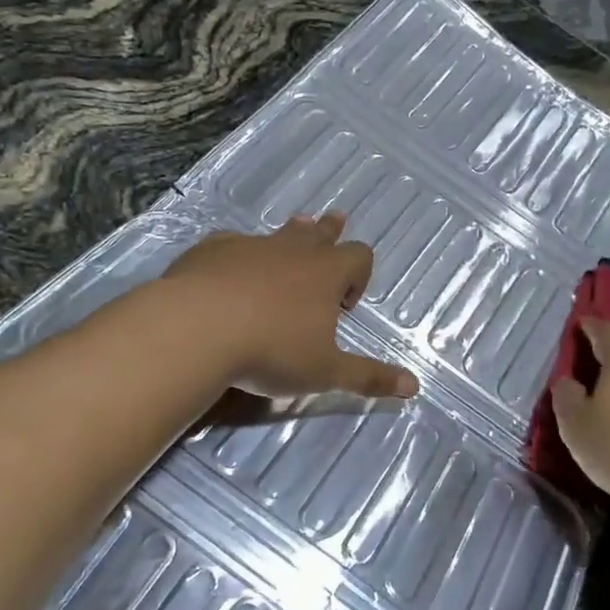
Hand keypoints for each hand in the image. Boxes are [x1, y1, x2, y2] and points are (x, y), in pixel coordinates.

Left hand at [162, 214, 418, 399]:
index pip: (359, 256)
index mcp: (326, 273)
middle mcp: (293, 250)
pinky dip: (241, 254)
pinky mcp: (213, 249)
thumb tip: (413, 386)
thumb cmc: (271, 350)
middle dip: (330, 232)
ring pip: (279, 233)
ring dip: (290, 235)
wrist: (196, 328)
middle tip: (335, 223)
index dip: (359, 274)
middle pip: (320, 232)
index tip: (344, 305)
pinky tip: (230, 269)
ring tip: (295, 230)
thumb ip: (367, 377)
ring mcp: (251, 245)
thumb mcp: (324, 372)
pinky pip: (235, 244)